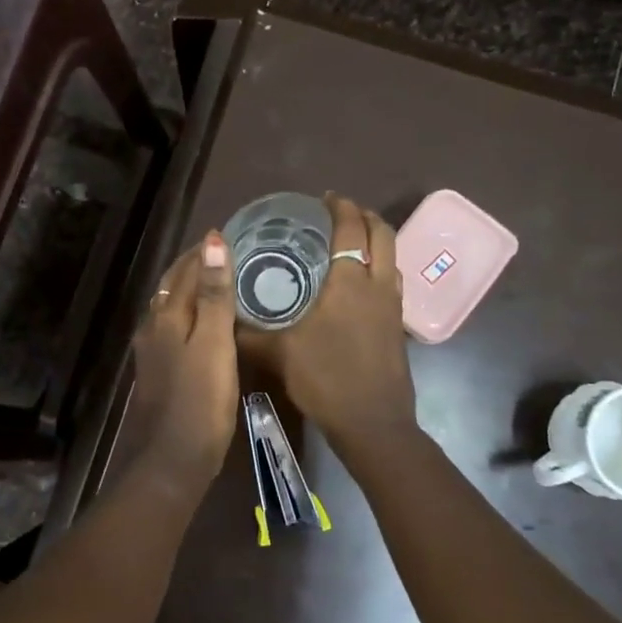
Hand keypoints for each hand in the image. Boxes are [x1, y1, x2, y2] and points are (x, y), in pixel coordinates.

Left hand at [124, 231, 239, 492]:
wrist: (172, 460)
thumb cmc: (200, 401)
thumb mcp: (214, 344)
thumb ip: (214, 294)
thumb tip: (212, 241)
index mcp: (167, 316)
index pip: (185, 270)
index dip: (205, 251)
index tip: (230, 234)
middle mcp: (153, 327)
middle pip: (172, 286)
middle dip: (195, 266)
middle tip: (227, 253)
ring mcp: (152, 351)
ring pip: (170, 307)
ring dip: (190, 289)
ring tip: (218, 281)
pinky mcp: (158, 372)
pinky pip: (172, 329)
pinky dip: (188, 314)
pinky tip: (202, 324)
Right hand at [240, 194, 416, 447]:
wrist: (372, 423)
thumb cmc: (326, 379)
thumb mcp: (279, 354)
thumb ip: (249, 334)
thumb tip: (223, 319)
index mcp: (349, 282)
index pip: (351, 229)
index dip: (340, 208)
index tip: (324, 198)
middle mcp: (377, 285)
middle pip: (382, 234)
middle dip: (364, 215)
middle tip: (340, 213)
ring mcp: (393, 306)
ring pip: (392, 257)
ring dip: (376, 240)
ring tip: (351, 242)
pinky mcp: (398, 326)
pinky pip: (392, 281)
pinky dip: (379, 267)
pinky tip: (359, 284)